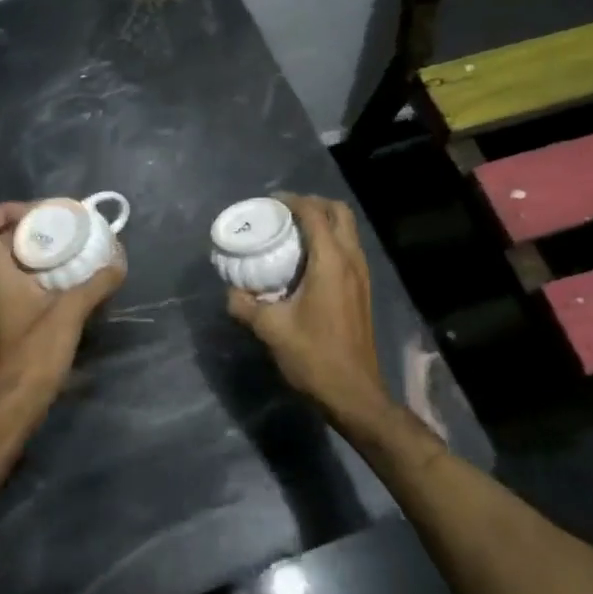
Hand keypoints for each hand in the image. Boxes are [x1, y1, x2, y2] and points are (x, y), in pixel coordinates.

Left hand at [0, 202, 125, 408]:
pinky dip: (42, 276)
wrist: (14, 404)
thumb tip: (118, 263)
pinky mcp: (12, 322)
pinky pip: (23, 285)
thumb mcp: (69, 314)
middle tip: (63, 228)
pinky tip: (71, 283)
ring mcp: (0, 304)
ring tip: (72, 250)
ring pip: (12, 264)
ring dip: (37, 253)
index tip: (37, 211)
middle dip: (30, 229)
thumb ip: (94, 286)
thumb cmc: (33, 353)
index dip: (4, 209)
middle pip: (1, 241)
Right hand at [227, 194, 391, 422]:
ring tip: (291, 232)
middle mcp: (351, 260)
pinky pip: (347, 249)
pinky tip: (305, 261)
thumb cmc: (314, 356)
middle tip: (284, 212)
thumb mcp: (270, 329)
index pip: (314, 214)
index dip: (292, 201)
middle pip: (339, 213)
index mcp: (331, 262)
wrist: (354, 393)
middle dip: (312, 204)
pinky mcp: (362, 289)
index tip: (269, 203)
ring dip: (322, 222)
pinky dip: (329, 241)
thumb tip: (231, 291)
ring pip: (347, 230)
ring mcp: (361, 275)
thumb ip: (245, 304)